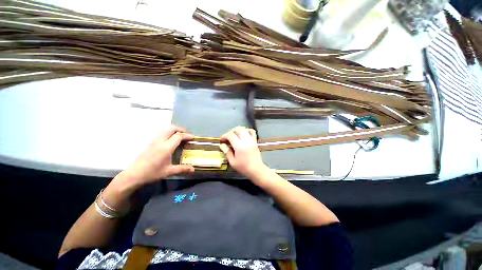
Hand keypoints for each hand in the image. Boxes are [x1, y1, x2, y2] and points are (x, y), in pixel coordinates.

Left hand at [116, 125, 194, 188]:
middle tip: (186, 134)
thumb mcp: (168, 172)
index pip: (178, 136)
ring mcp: (153, 141)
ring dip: (174, 130)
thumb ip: (182, 169)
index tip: (192, 137)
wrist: (133, 175)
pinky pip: (161, 133)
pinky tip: (170, 140)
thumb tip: (193, 169)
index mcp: (166, 148)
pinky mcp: (150, 143)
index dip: (187, 135)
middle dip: (181, 129)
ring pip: (165, 129)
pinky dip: (168, 133)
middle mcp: (160, 141)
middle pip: (171, 128)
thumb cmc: (152, 173)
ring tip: (180, 136)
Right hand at [220, 126, 268, 177]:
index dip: (224, 136)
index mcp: (239, 146)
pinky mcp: (255, 141)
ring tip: (234, 134)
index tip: (221, 140)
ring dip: (237, 129)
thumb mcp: (232, 162)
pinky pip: (252, 131)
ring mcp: (251, 140)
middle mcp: (246, 140)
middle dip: (230, 131)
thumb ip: (227, 152)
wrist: (256, 169)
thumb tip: (222, 145)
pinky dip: (246, 130)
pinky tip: (243, 133)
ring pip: (244, 129)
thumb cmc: (243, 167)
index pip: (230, 135)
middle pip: (237, 129)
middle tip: (227, 137)